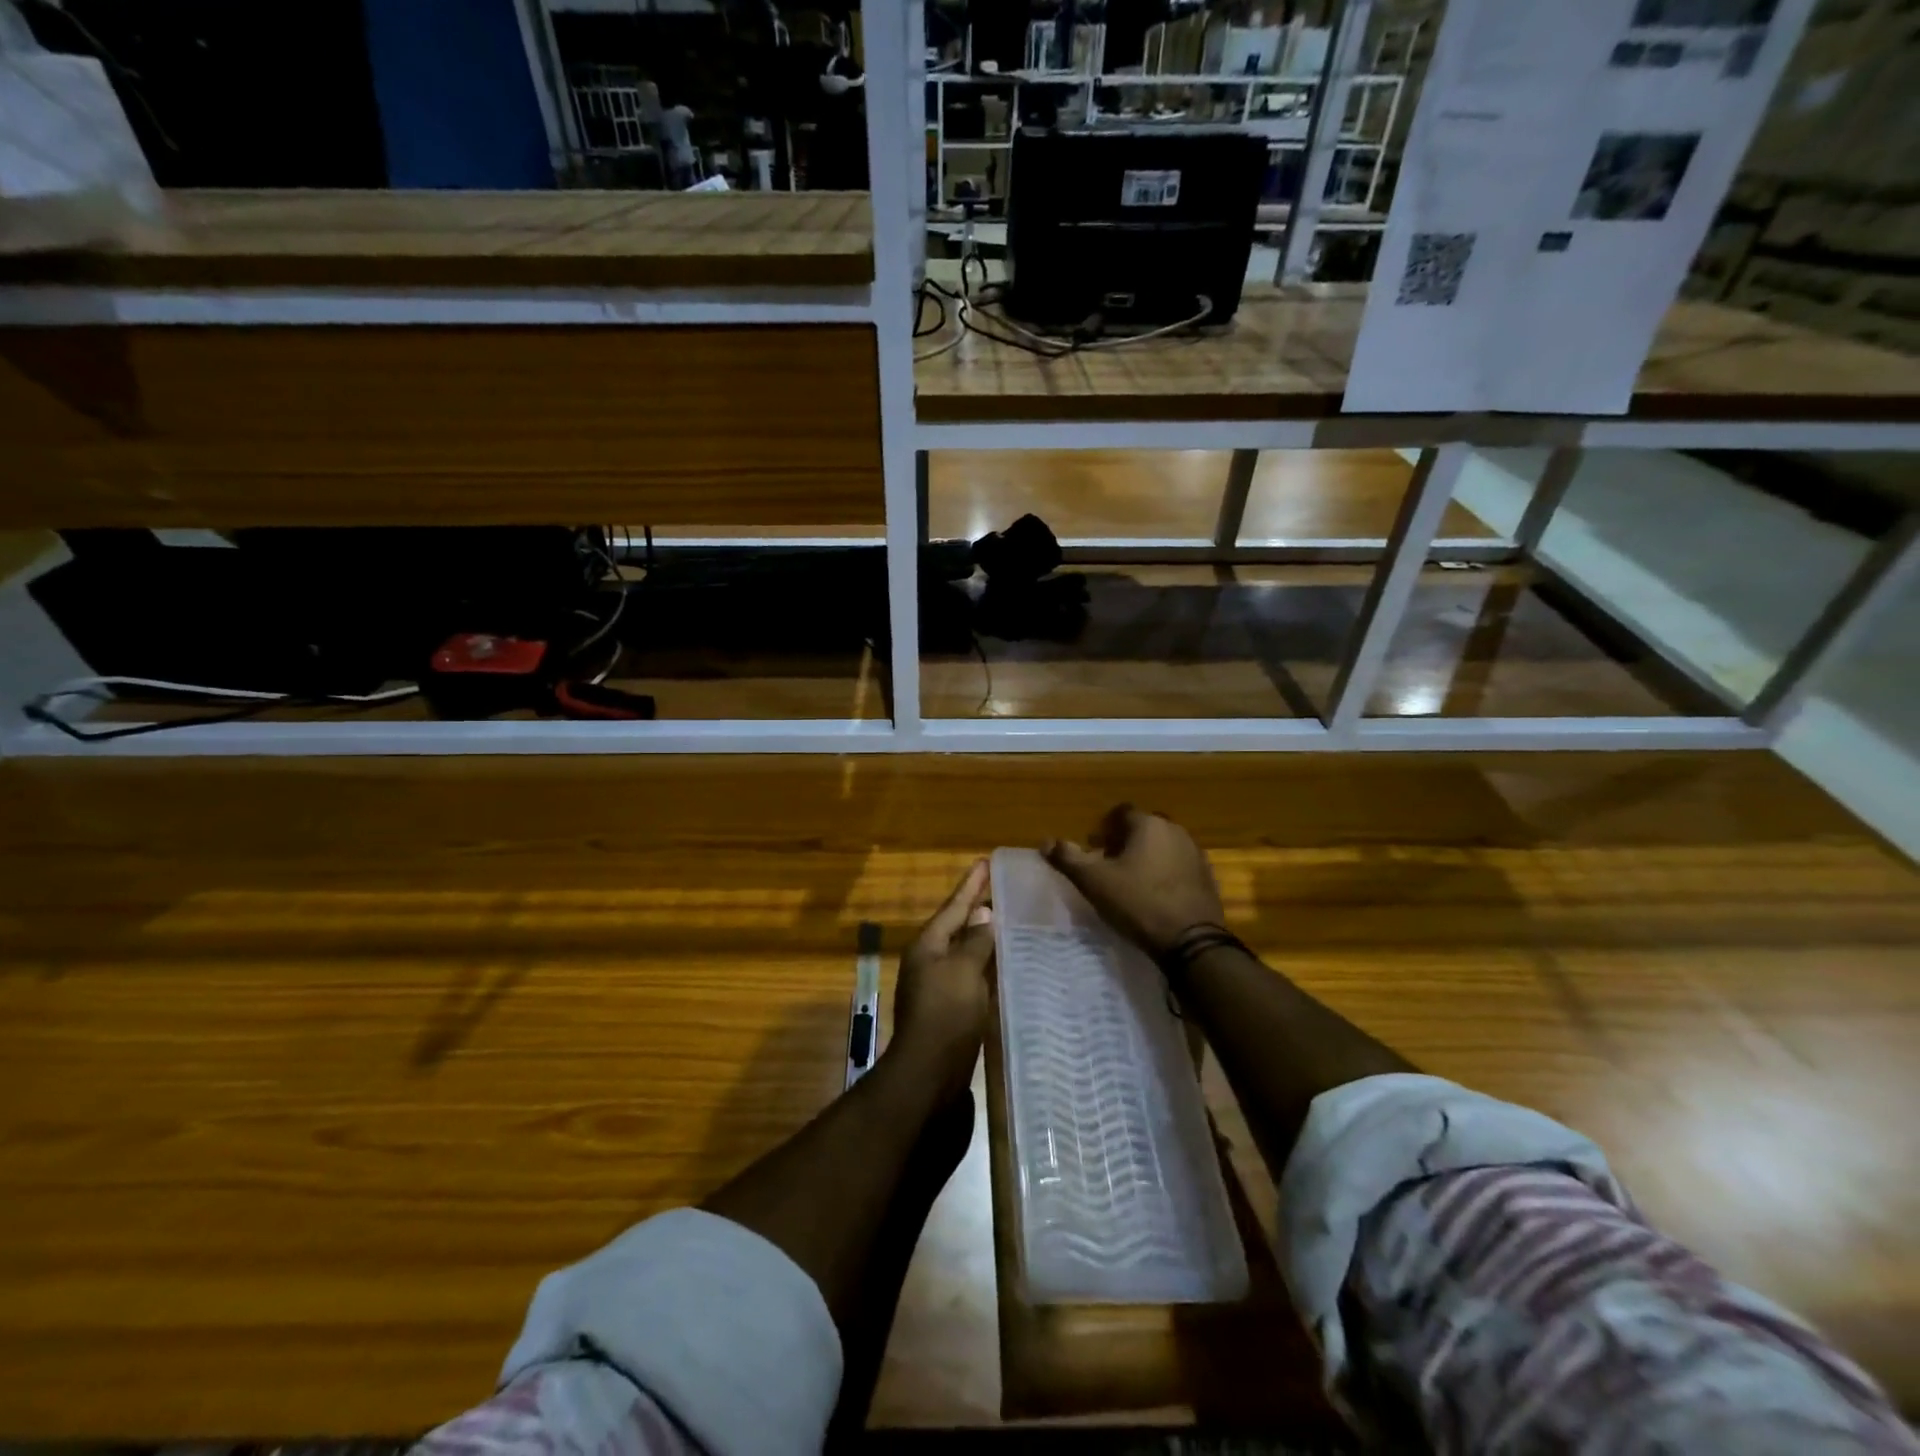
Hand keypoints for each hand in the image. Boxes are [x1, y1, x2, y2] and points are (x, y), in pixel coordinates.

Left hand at [890, 859, 994, 1091]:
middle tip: (1000, 887)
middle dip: (977, 907)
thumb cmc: (947, 1014)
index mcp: (928, 945)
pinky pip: (971, 975)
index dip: (971, 884)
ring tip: (1007, 919)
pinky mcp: (950, 1009)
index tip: (986, 862)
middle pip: (956, 926)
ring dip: (983, 936)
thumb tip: (983, 914)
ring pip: (964, 951)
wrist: (929, 1074)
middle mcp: (929, 961)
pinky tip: (1003, 963)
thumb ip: (975, 941)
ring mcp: (938, 986)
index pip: (954, 906)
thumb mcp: (964, 970)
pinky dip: (986, 963)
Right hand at [1044, 805, 1224, 957]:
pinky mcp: (1208, 877)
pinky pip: (1179, 865)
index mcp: (1148, 825)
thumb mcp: (1094, 882)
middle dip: (1125, 841)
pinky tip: (1155, 894)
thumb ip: (1068, 858)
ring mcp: (1195, 853)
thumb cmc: (1138, 903)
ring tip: (1131, 881)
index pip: (1122, 812)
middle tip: (1108, 865)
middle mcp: (1175, 830)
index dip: (1104, 828)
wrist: (1190, 940)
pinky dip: (1165, 872)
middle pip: (1144, 828)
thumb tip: (1045, 842)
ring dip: (1147, 856)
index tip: (1094, 847)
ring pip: (1163, 845)